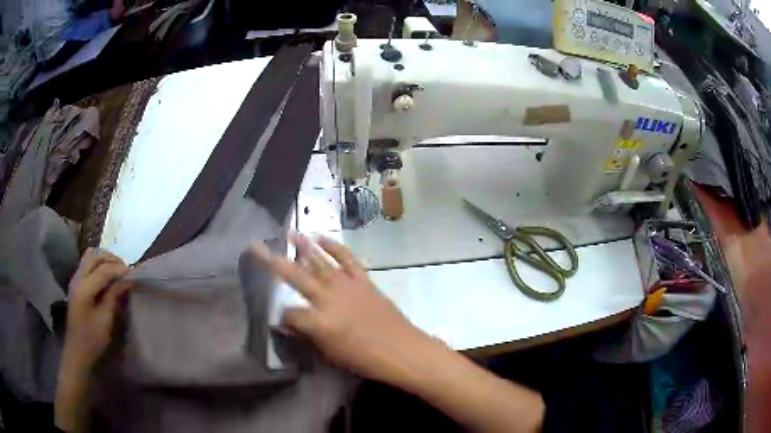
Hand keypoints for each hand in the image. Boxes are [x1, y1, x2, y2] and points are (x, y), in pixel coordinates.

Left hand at [57, 249, 131, 431]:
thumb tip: (127, 280)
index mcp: (84, 288)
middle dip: (111, 259)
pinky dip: (98, 264)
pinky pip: (87, 264)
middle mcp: (77, 278)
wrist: (77, 351)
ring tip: (116, 269)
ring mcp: (75, 279)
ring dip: (103, 259)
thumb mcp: (105, 320)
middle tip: (125, 269)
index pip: (103, 269)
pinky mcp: (76, 283)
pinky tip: (106, 275)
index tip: (133, 272)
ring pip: (89, 256)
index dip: (118, 268)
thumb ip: (114, 296)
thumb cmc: (92, 340)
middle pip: (94, 256)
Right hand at [251, 235, 432, 384]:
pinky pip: (347, 258)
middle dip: (273, 261)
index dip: (282, 318)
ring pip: (320, 261)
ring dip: (304, 246)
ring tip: (289, 233)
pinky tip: (322, 239)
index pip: (289, 313)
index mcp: (319, 321)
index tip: (282, 323)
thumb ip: (308, 335)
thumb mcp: (331, 354)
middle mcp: (328, 298)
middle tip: (256, 246)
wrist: (402, 349)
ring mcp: (346, 285)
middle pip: (295, 276)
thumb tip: (289, 324)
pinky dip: (335, 247)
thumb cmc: (365, 359)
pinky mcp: (363, 280)